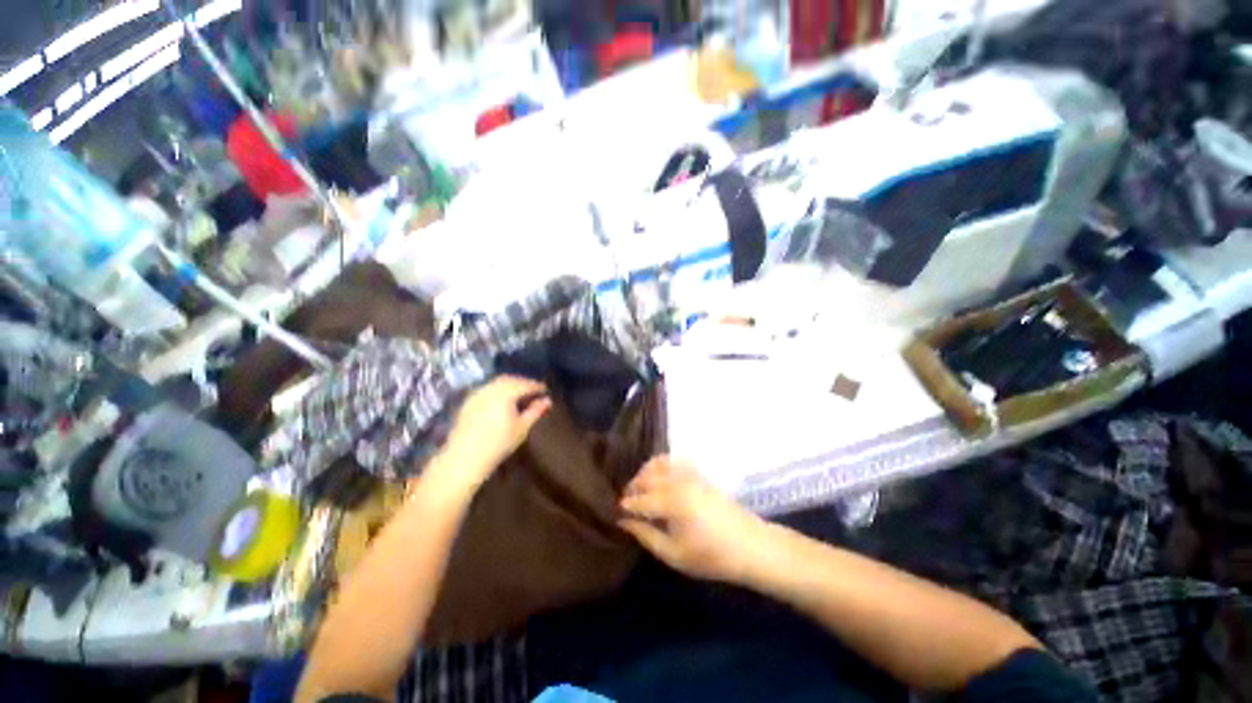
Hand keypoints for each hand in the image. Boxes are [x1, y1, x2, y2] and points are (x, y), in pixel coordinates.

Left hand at [440, 376, 551, 487]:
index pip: (525, 384)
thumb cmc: (498, 444)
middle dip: (523, 382)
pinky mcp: (468, 402)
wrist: (464, 458)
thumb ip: (535, 411)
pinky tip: (501, 399)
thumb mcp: (522, 428)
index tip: (545, 389)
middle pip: (510, 380)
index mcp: (505, 394)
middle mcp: (490, 389)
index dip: (536, 386)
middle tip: (533, 389)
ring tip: (519, 393)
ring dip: (509, 384)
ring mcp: (476, 394)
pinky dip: (497, 389)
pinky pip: (486, 389)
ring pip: (496, 383)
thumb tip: (548, 400)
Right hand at [618, 456, 769, 584]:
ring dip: (644, 473)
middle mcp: (678, 481)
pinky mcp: (698, 472)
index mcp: (672, 502)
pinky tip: (659, 478)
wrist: (750, 545)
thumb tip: (623, 521)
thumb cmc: (711, 556)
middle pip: (646, 477)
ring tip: (640, 489)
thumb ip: (646, 535)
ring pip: (657, 463)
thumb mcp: (674, 554)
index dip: (625, 505)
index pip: (639, 499)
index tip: (615, 512)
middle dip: (632, 487)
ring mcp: (689, 473)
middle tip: (626, 503)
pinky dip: (660, 464)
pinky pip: (673, 460)